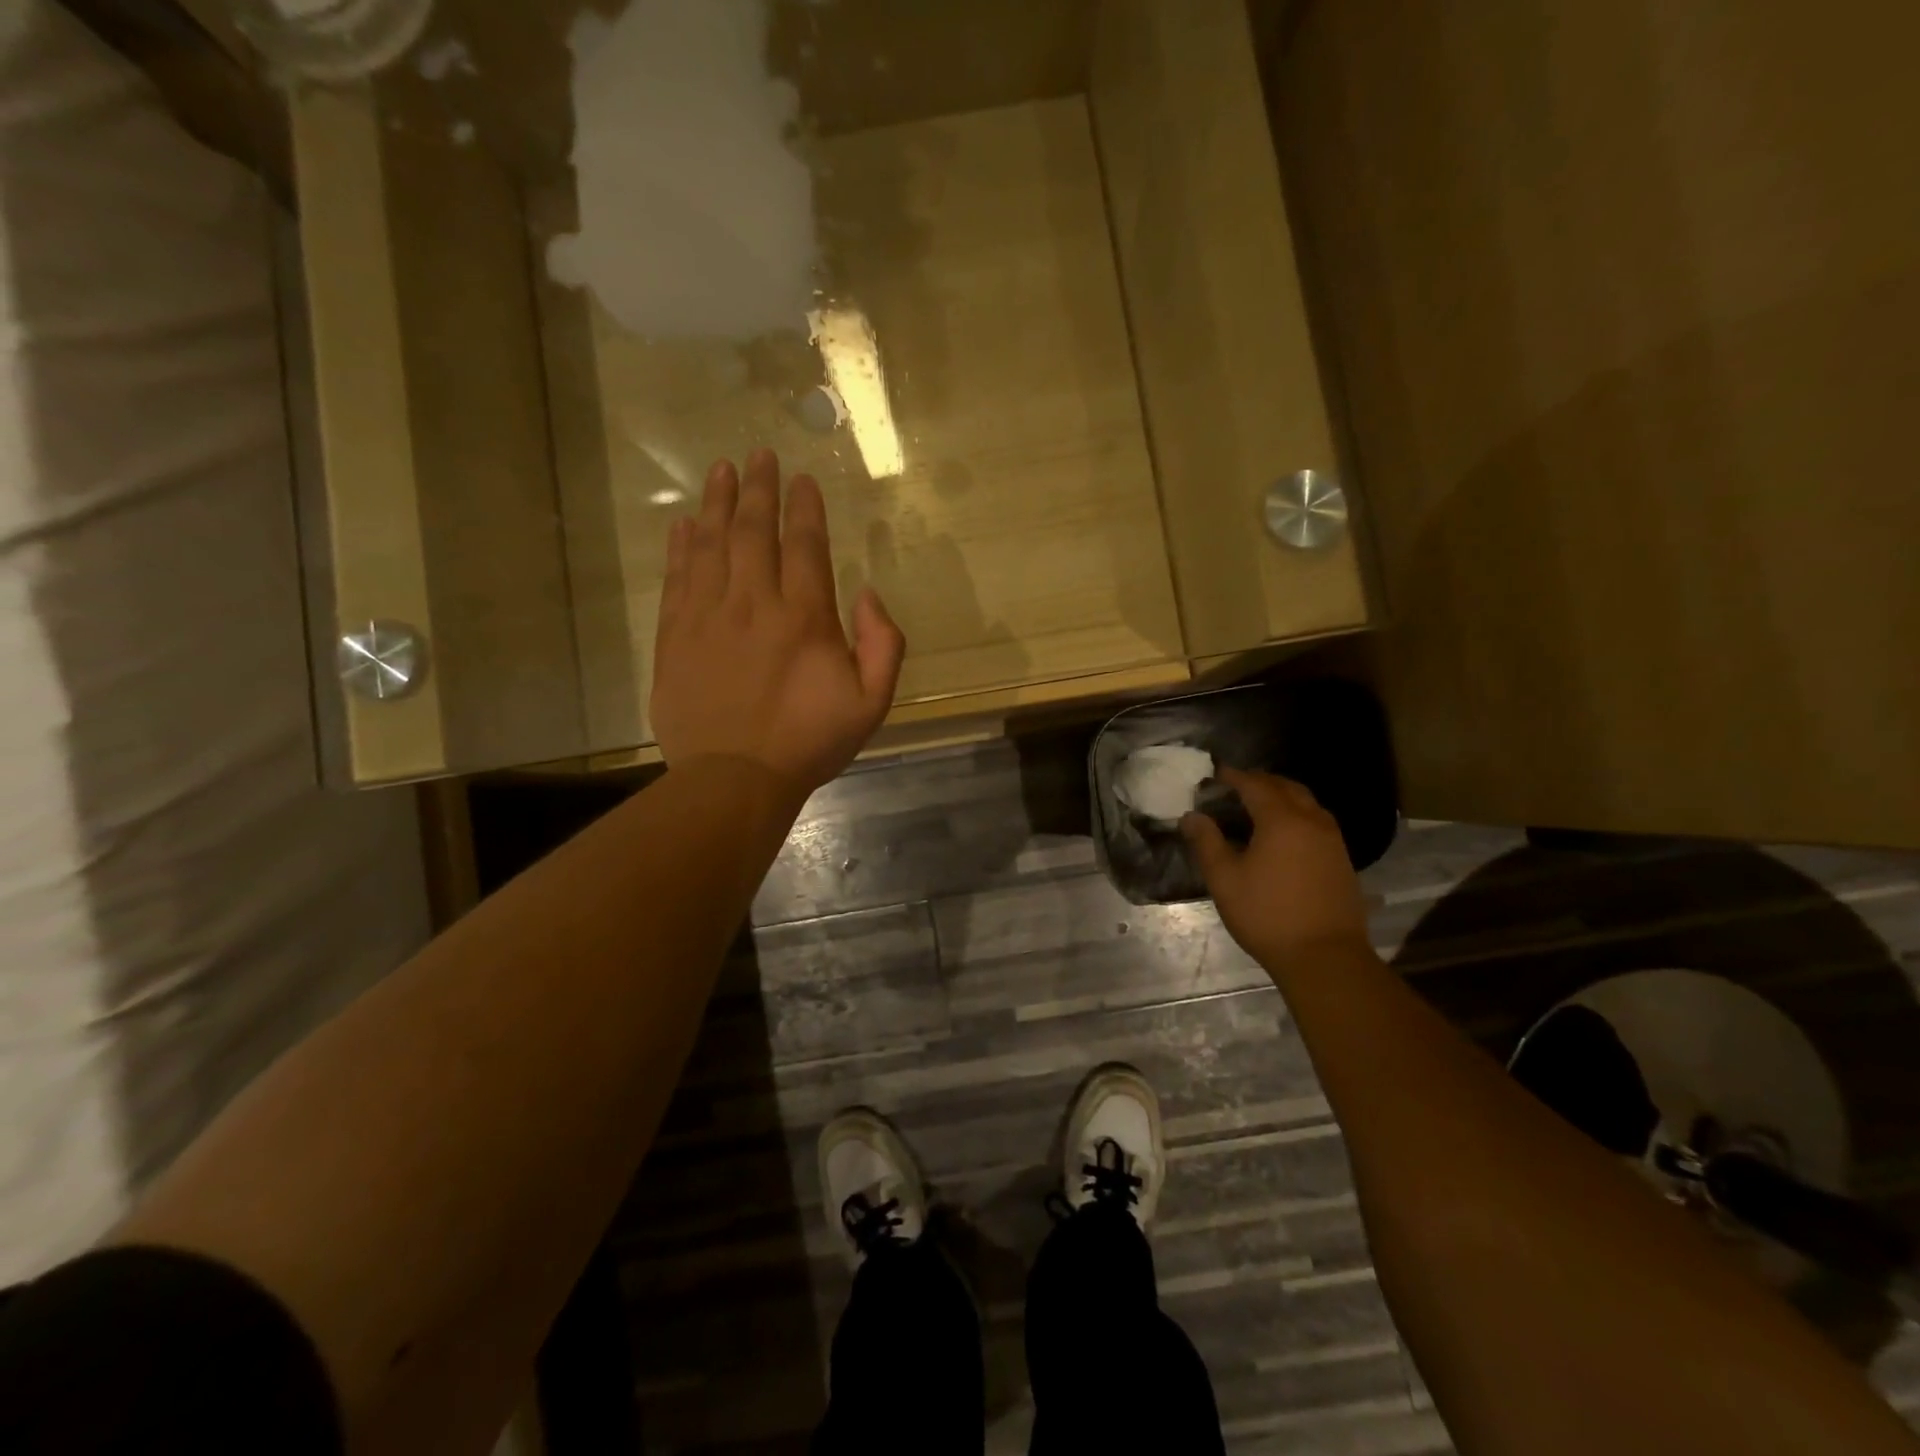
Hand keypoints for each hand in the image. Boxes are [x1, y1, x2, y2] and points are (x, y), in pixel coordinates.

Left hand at [652, 449, 905, 802]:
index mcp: (804, 617)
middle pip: (753, 531)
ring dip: (717, 503)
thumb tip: (867, 595)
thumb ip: (883, 645)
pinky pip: (678, 577)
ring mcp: (709, 616)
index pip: (804, 545)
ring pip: (711, 544)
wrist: (734, 778)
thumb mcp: (871, 703)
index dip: (804, 508)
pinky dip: (681, 546)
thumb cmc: (808, 742)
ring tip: (721, 471)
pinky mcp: (676, 635)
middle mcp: (754, 603)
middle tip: (758, 455)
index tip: (802, 479)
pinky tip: (684, 524)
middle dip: (758, 489)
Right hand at [1182, 768, 1369, 967]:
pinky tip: (1284, 835)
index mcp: (1281, 820)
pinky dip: (1298, 815)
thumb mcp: (1225, 879)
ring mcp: (1332, 840)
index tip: (1215, 774)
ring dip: (1282, 796)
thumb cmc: (1267, 915)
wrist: (1325, 957)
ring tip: (1259, 806)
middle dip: (1260, 781)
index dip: (1233, 776)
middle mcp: (1311, 821)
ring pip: (1307, 803)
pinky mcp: (1342, 860)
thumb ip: (1206, 842)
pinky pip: (1317, 822)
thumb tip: (1192, 816)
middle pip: (1286, 787)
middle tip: (1235, 786)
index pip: (1255, 785)